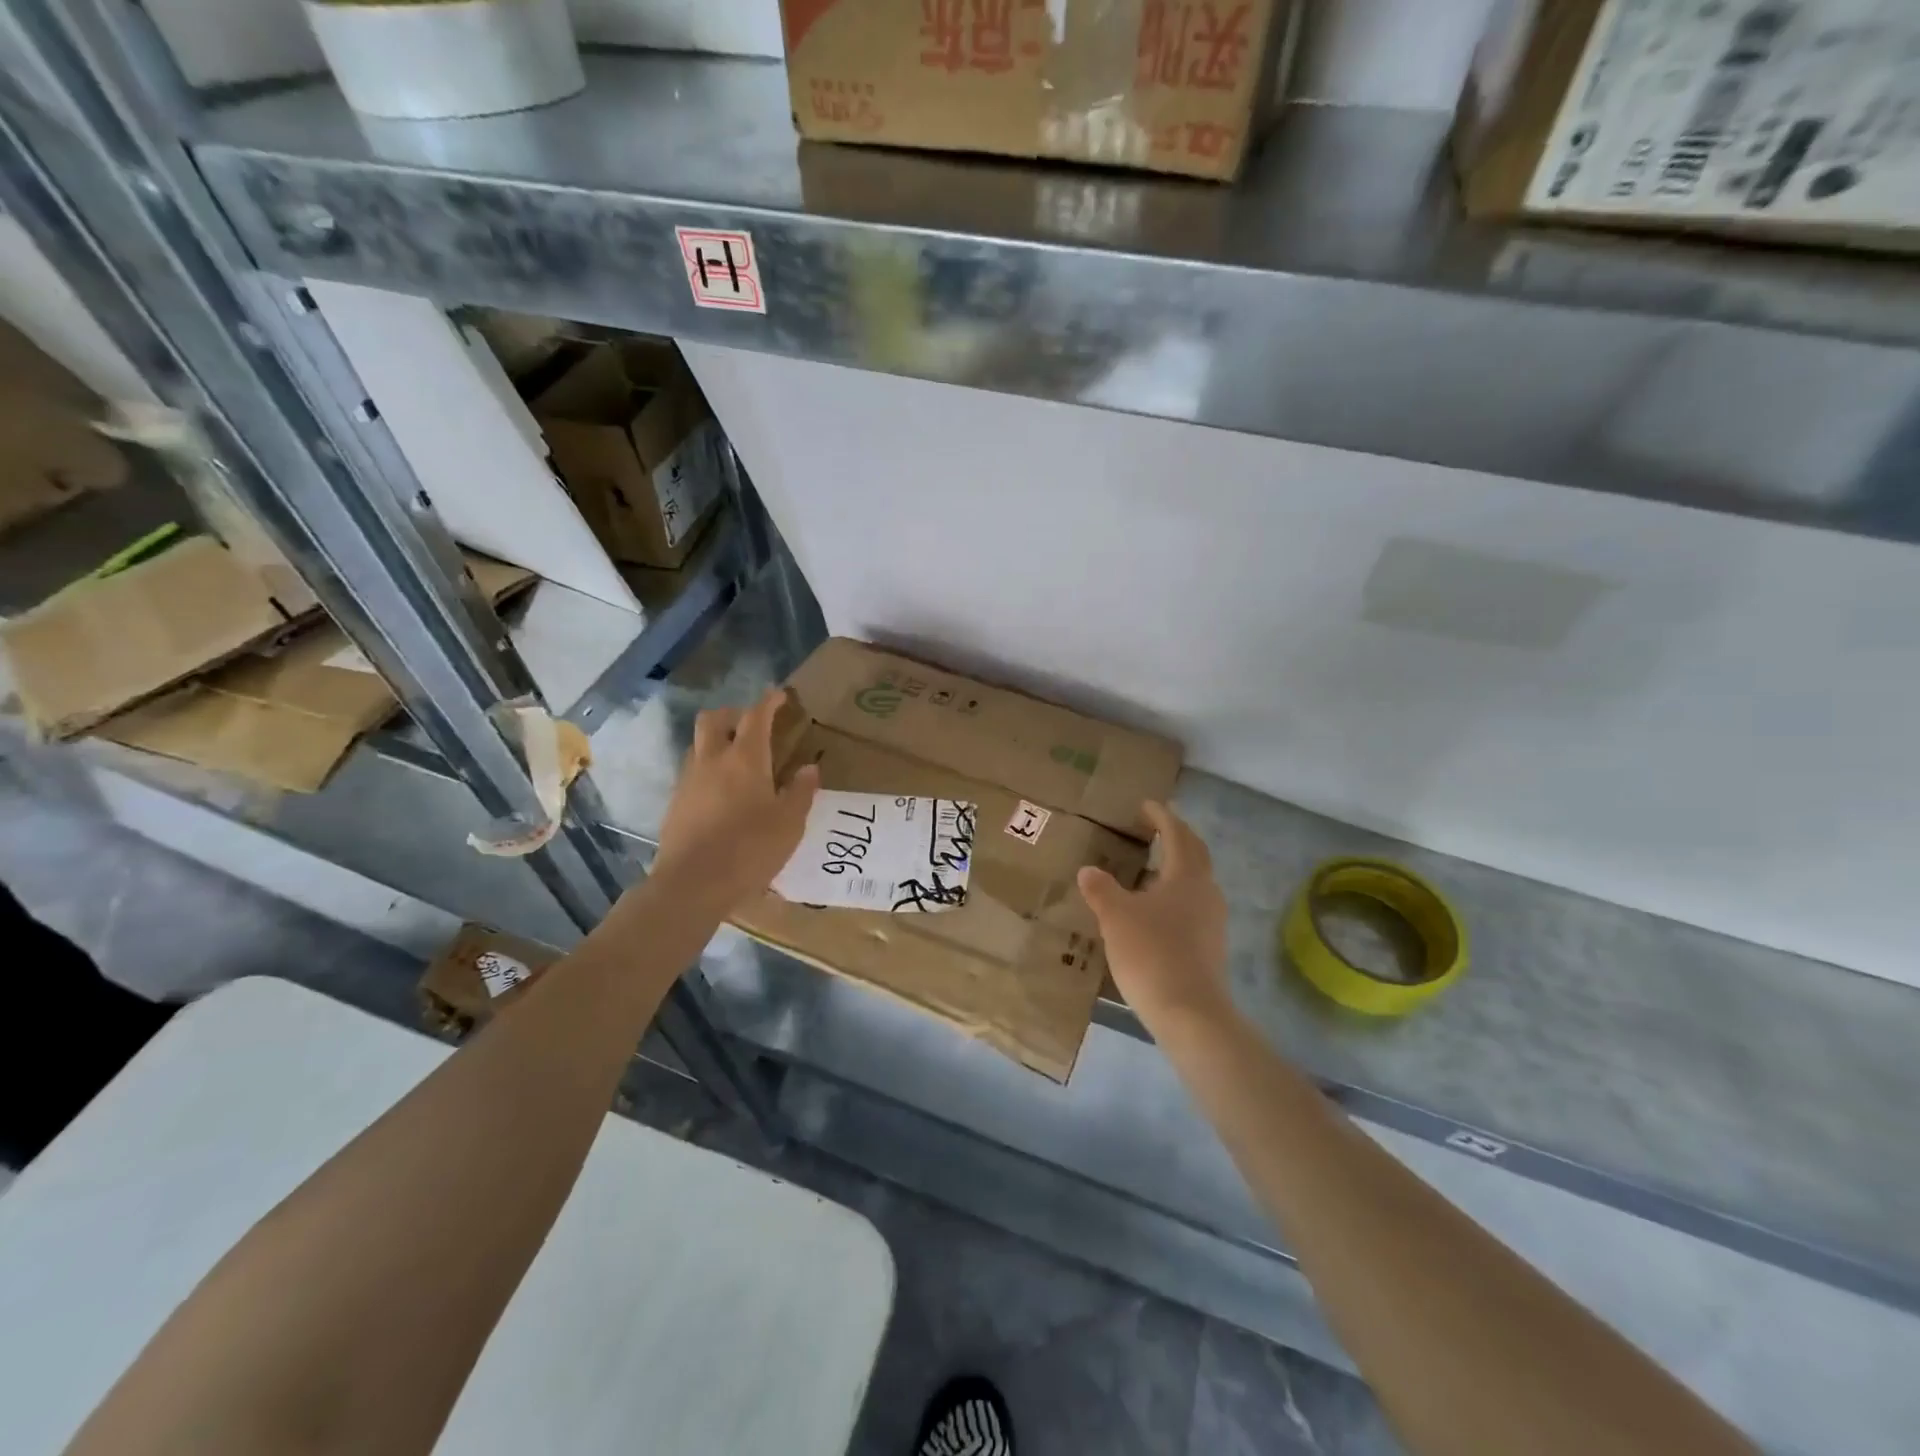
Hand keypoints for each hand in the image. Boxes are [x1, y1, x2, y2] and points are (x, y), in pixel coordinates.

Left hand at [652, 689, 818, 910]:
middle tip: (752, 724)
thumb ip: (800, 792)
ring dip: (717, 741)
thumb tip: (809, 768)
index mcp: (745, 759)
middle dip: (734, 714)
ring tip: (738, 759)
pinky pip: (692, 771)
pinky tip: (722, 792)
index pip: (756, 716)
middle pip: (714, 719)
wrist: (692, 884)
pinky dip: (708, 769)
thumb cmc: (750, 849)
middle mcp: (712, 760)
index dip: (769, 702)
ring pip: (699, 745)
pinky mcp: (675, 803)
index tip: (780, 695)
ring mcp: (688, 780)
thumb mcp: (789, 823)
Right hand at [1078, 801, 1231, 1026]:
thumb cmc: (1151, 953)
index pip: (1178, 835)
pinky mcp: (1210, 945)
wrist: (1189, 1012)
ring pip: (1196, 882)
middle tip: (1154, 830)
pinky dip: (1175, 896)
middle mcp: (1206, 892)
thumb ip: (1101, 890)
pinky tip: (1154, 911)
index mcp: (1187, 876)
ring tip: (1150, 870)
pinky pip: (1193, 906)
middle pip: (1195, 854)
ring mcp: (1212, 920)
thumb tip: (1088, 870)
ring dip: (1176, 868)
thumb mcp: (1116, 917)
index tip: (1146, 806)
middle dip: (1176, 838)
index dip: (1161, 817)